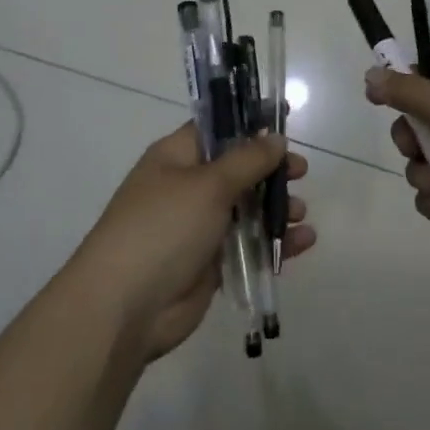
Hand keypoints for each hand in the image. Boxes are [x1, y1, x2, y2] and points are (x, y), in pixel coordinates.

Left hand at [67, 123, 313, 360]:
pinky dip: (275, 242)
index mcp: (175, 158)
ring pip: (246, 209)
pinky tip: (304, 242)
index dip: (249, 125)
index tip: (284, 123)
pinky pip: (249, 245)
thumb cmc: (163, 228)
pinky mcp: (210, 264)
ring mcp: (198, 228)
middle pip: (237, 170)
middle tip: (301, 173)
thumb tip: (275, 138)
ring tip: (300, 214)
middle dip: (271, 170)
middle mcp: (186, 188)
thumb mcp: (208, 185)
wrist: (125, 306)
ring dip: (276, 208)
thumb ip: (247, 160)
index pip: (215, 130)